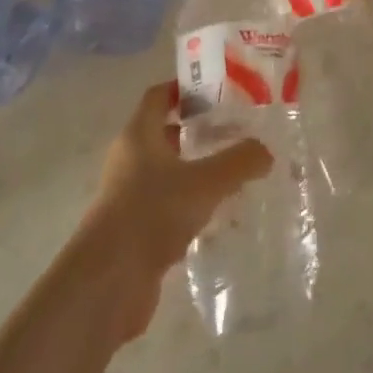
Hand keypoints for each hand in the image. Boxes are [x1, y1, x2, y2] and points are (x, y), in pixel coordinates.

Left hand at [73, 82, 272, 343]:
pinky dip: (191, 207)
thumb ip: (239, 161)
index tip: (220, 91)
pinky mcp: (134, 231)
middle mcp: (129, 160)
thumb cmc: (151, 214)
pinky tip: (219, 217)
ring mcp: (128, 197)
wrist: (107, 284)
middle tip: (237, 133)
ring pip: (168, 173)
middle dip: (199, 131)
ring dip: (197, 171)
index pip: (159, 96)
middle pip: (165, 133)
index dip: (186, 88)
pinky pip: (168, 208)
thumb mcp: (205, 182)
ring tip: (235, 174)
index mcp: (138, 135)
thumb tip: (265, 151)